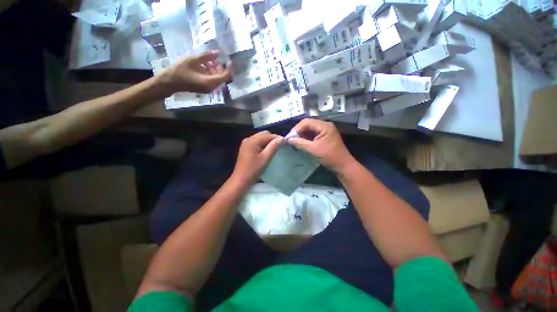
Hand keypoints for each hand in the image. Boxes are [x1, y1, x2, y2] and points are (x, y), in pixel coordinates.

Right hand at [162, 50, 231, 93]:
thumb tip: (218, 52)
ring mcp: (208, 89)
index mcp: (209, 82)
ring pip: (216, 78)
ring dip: (214, 69)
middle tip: (214, 58)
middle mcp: (211, 87)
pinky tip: (203, 64)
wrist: (170, 82)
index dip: (228, 68)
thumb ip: (206, 56)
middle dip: (220, 67)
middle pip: (221, 77)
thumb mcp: (193, 60)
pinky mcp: (204, 88)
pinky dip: (210, 72)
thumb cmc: (180, 70)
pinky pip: (211, 80)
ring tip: (207, 59)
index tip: (229, 60)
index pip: (224, 76)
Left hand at [231, 131, 283, 185]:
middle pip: (263, 134)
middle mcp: (248, 139)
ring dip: (268, 141)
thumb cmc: (254, 169)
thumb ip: (273, 147)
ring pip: (260, 137)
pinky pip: (257, 142)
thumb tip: (281, 138)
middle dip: (272, 139)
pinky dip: (263, 144)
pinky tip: (267, 150)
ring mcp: (246, 143)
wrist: (241, 179)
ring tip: (274, 148)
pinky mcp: (246, 147)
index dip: (277, 138)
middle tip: (279, 146)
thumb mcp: (265, 158)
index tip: (285, 143)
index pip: (268, 135)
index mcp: (252, 141)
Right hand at [288, 119, 355, 173]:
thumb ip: (300, 143)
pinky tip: (301, 143)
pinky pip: (313, 134)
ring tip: (294, 141)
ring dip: (301, 135)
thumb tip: (288, 139)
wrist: (343, 166)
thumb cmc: (330, 156)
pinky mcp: (324, 137)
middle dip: (298, 131)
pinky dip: (306, 138)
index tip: (289, 137)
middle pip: (308, 124)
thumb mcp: (314, 149)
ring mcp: (325, 131)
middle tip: (290, 139)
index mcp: (324, 126)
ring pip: (310, 129)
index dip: (296, 129)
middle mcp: (325, 125)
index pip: (306, 122)